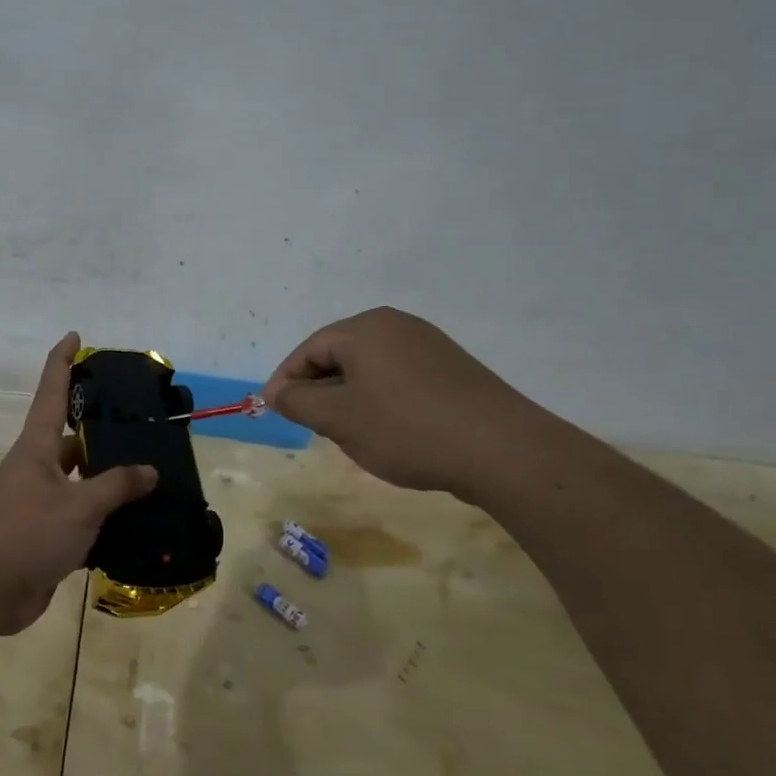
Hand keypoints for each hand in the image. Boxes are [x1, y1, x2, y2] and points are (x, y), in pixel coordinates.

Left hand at [0, 333, 157, 634]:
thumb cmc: (25, 533)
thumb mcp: (78, 506)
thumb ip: (115, 486)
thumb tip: (149, 470)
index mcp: (37, 448)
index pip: (51, 392)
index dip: (62, 362)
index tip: (74, 337)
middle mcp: (37, 470)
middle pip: (73, 440)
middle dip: (103, 433)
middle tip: (144, 426)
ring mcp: (40, 505)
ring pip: (81, 484)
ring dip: (109, 482)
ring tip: (152, 476)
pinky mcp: (45, 538)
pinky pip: (82, 520)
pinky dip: (106, 521)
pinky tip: (137, 524)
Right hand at [261, 307, 550, 497]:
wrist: (500, 449)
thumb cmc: (406, 428)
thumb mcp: (339, 419)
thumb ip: (299, 401)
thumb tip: (275, 391)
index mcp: (365, 329)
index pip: (309, 349)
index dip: (286, 381)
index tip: (274, 410)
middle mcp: (397, 326)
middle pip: (339, 354)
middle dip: (319, 389)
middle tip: (311, 425)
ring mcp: (429, 345)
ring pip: (369, 368)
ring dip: (349, 397)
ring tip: (348, 433)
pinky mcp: (452, 369)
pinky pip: (399, 378)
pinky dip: (381, 400)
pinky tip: (388, 431)